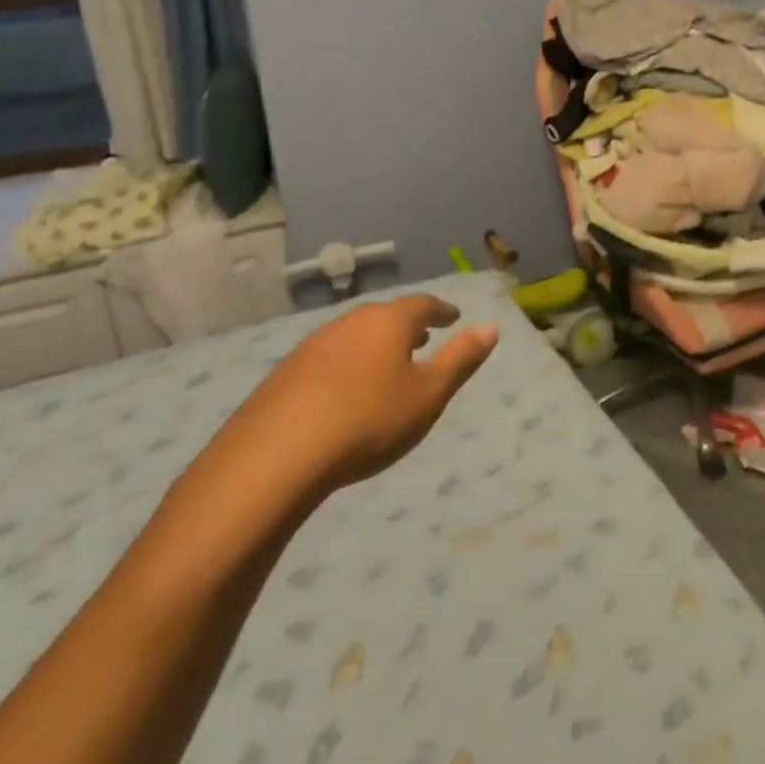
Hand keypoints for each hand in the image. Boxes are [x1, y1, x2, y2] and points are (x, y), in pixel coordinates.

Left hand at [233, 296, 498, 494]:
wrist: (274, 458)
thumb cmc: (368, 420)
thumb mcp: (428, 395)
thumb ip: (461, 359)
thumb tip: (491, 327)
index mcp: (388, 322)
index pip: (423, 305)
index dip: (441, 311)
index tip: (453, 318)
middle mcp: (349, 323)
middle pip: (385, 317)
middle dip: (406, 327)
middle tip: (422, 340)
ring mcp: (311, 347)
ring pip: (353, 337)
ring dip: (374, 346)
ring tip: (386, 366)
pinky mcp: (282, 375)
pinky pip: (327, 360)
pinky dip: (346, 366)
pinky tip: (344, 393)